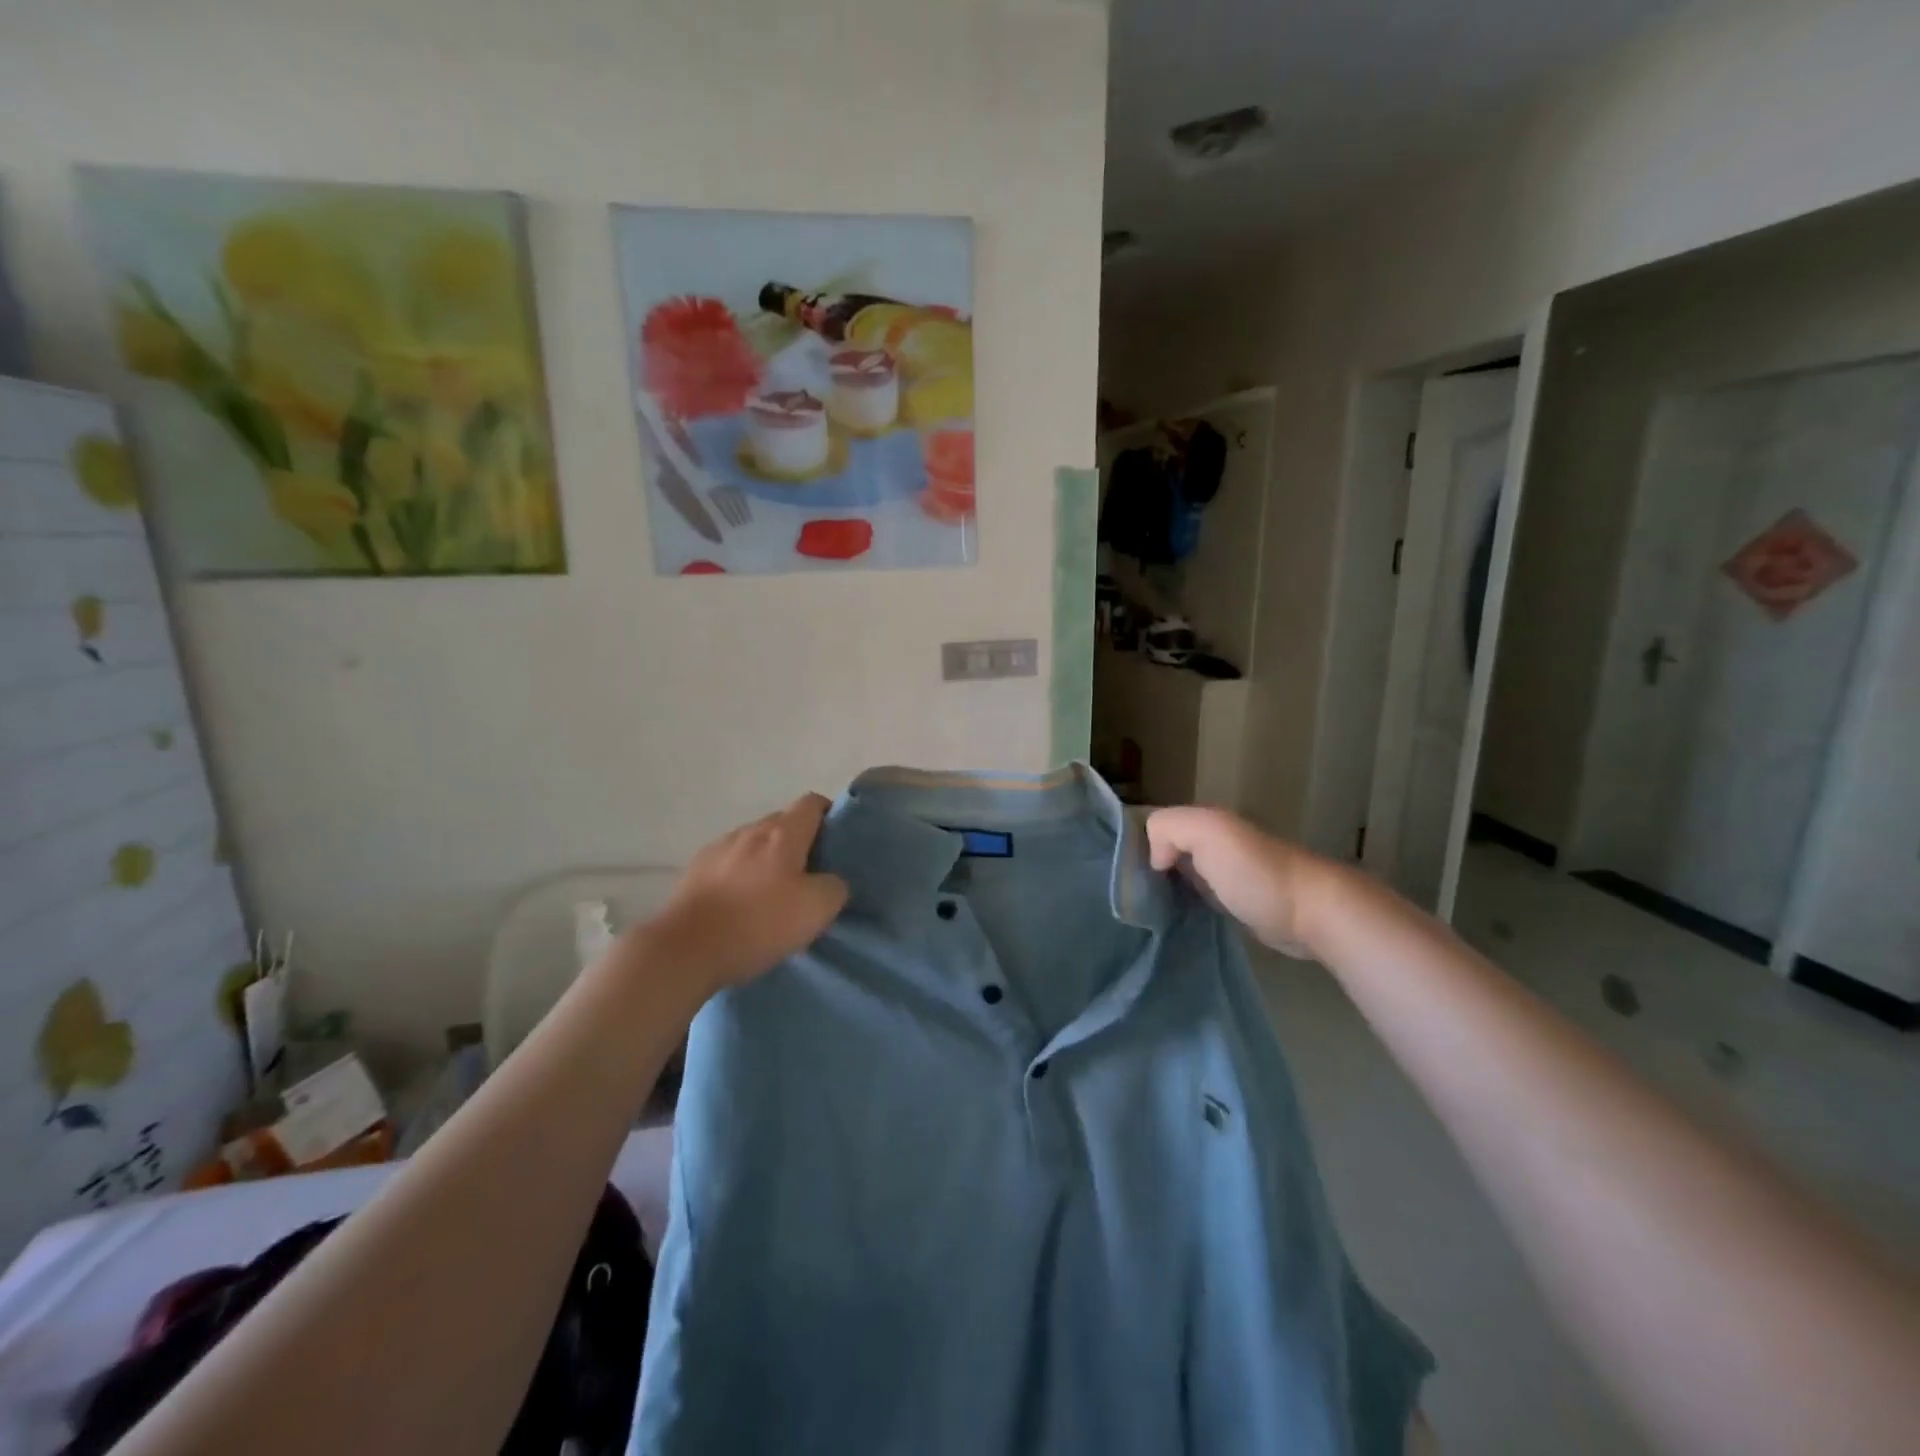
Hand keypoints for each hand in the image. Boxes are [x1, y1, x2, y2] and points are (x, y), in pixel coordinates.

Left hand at [642, 794, 849, 991]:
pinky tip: (741, 904)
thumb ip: (835, 886)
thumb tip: (831, 881)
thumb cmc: (757, 924)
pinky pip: (730, 863)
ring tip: (774, 893)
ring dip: (768, 859)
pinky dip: (742, 875)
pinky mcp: (694, 870)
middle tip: (812, 875)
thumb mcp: (816, 910)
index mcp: (782, 833)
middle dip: (800, 841)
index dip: (830, 816)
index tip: (838, 843)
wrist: (684, 949)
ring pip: (754, 843)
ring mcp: (718, 848)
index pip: (813, 803)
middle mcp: (749, 831)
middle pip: (783, 822)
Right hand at [1145, 806, 1323, 956]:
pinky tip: (1171, 918)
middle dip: (1145, 867)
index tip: (1124, 873)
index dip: (1137, 843)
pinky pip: (1194, 897)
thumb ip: (1169, 828)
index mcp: (1204, 821)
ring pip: (1178, 874)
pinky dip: (1181, 905)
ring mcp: (1223, 873)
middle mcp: (1212, 842)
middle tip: (1130, 895)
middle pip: (1164, 849)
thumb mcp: (1208, 832)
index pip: (1155, 824)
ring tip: (1143, 910)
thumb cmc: (1255, 873)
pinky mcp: (1233, 903)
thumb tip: (1154, 860)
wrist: (1310, 914)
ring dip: (1162, 889)